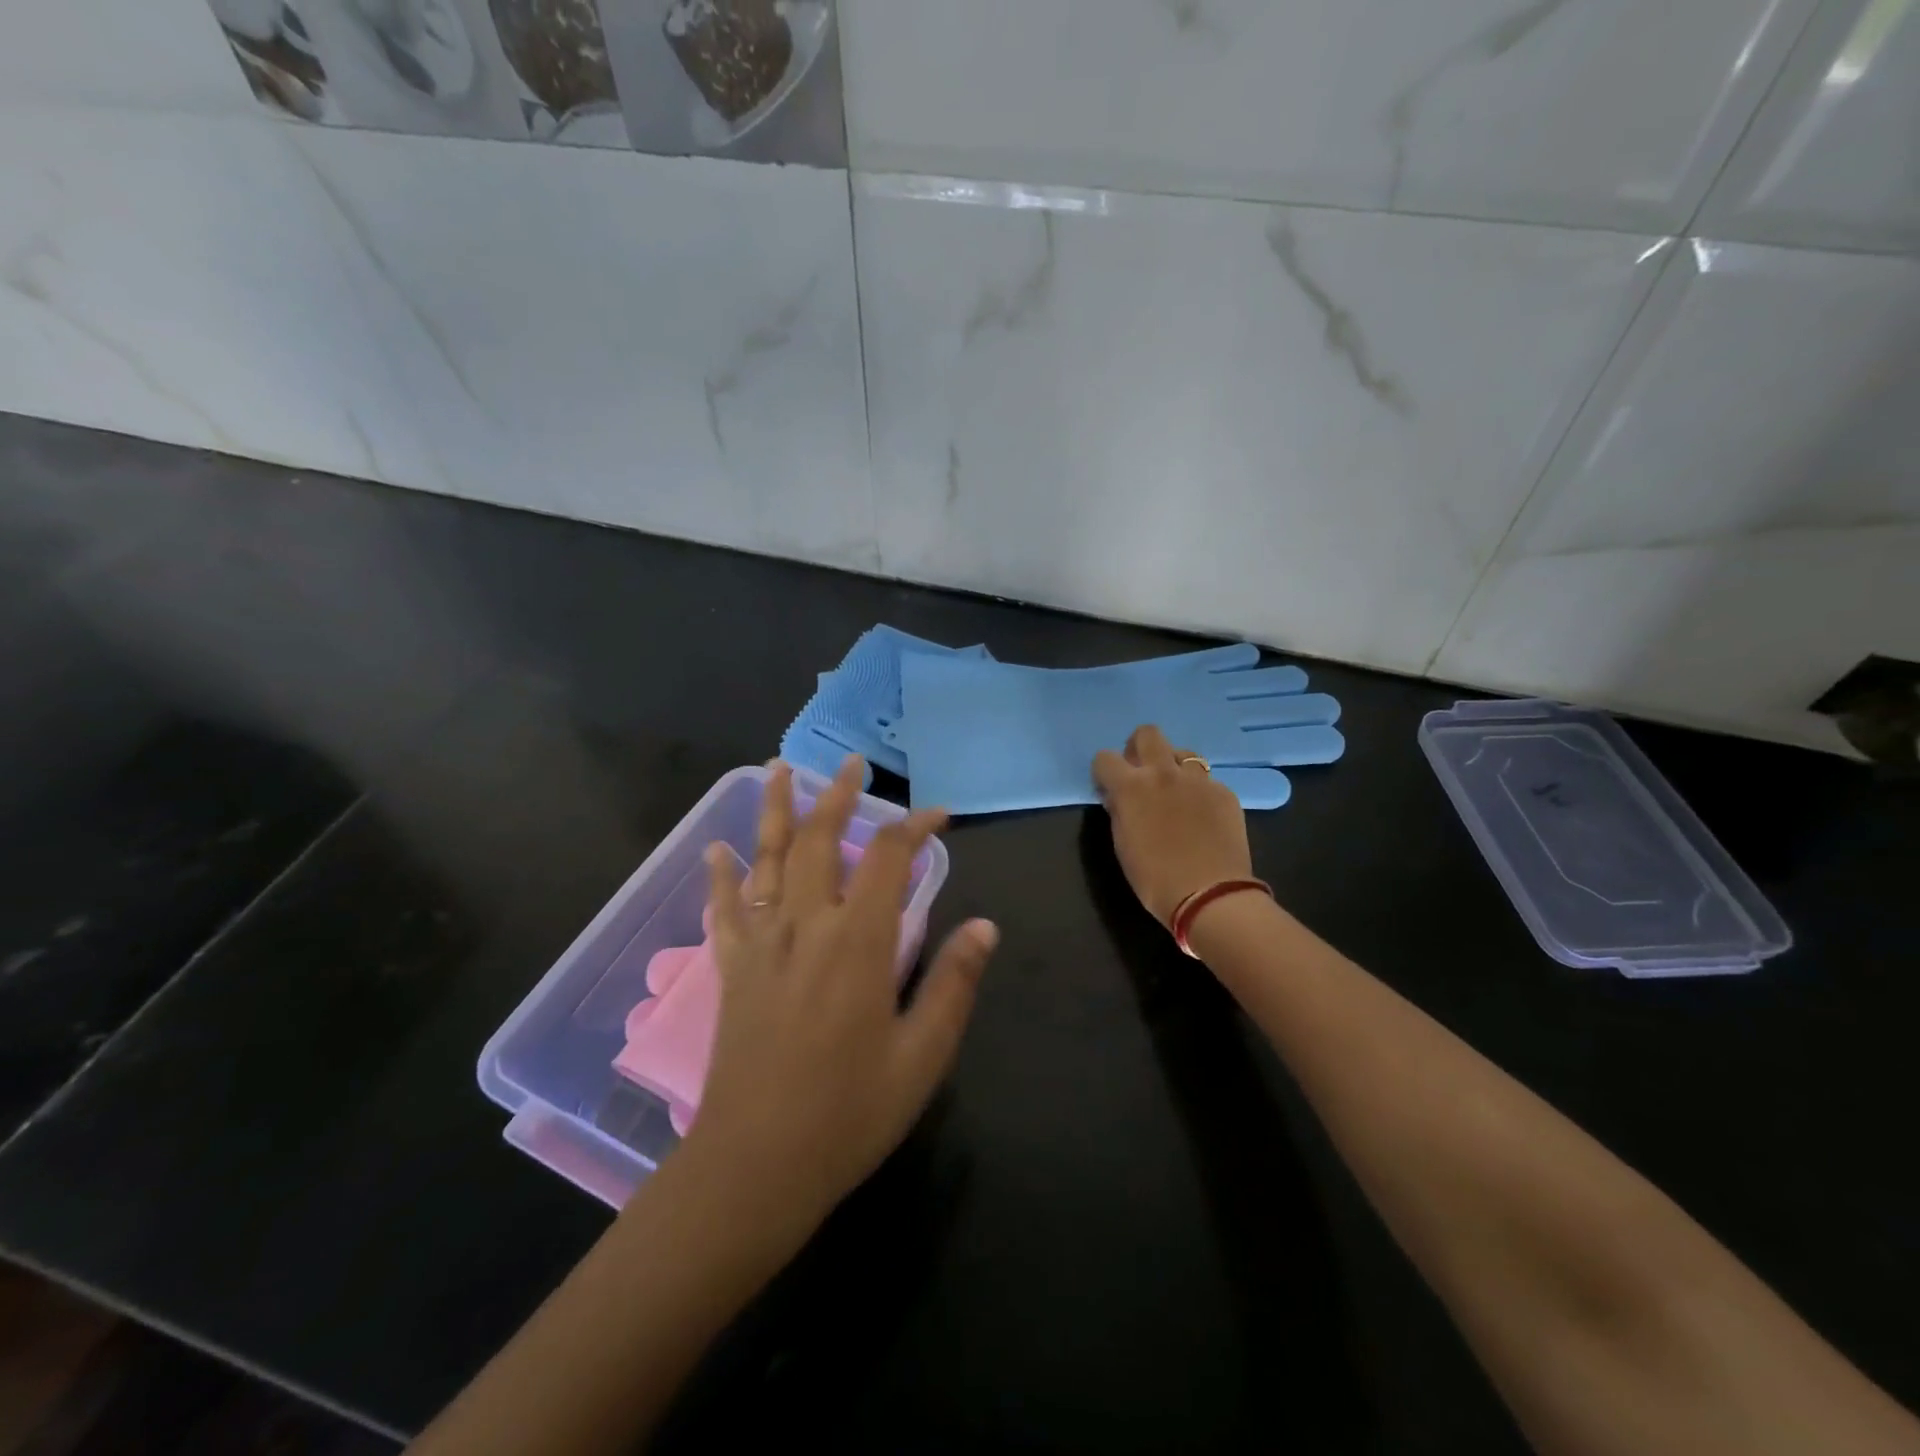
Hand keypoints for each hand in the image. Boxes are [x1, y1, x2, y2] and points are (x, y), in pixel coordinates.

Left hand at [683, 759, 997, 1227]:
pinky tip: (715, 848)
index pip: (889, 858)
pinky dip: (720, 875)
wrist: (755, 1166)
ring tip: (776, 769)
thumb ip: (954, 984)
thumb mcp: (922, 1056)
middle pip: (820, 840)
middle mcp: (806, 925)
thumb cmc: (848, 1114)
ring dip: (774, 810)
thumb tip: (985, 926)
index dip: (915, 827)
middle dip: (839, 796)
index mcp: (858, 941)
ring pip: (767, 859)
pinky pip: (723, 908)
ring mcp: (761, 943)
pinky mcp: (731, 968)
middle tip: (853, 763)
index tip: (939, 816)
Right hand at [1092, 725, 1253, 926]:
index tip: (1109, 788)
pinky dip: (1198, 791)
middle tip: (1141, 774)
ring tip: (1175, 793)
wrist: (1210, 895)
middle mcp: (1164, 773)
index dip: (1104, 772)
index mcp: (1131, 787)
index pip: (1105, 758)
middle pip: (1147, 734)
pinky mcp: (1224, 792)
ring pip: (1182, 752)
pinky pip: (1207, 780)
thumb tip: (1118, 797)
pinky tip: (1201, 816)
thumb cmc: (1154, 878)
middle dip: (1139, 748)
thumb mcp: (1122, 845)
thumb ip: (1119, 812)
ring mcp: (1198, 780)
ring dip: (1173, 766)